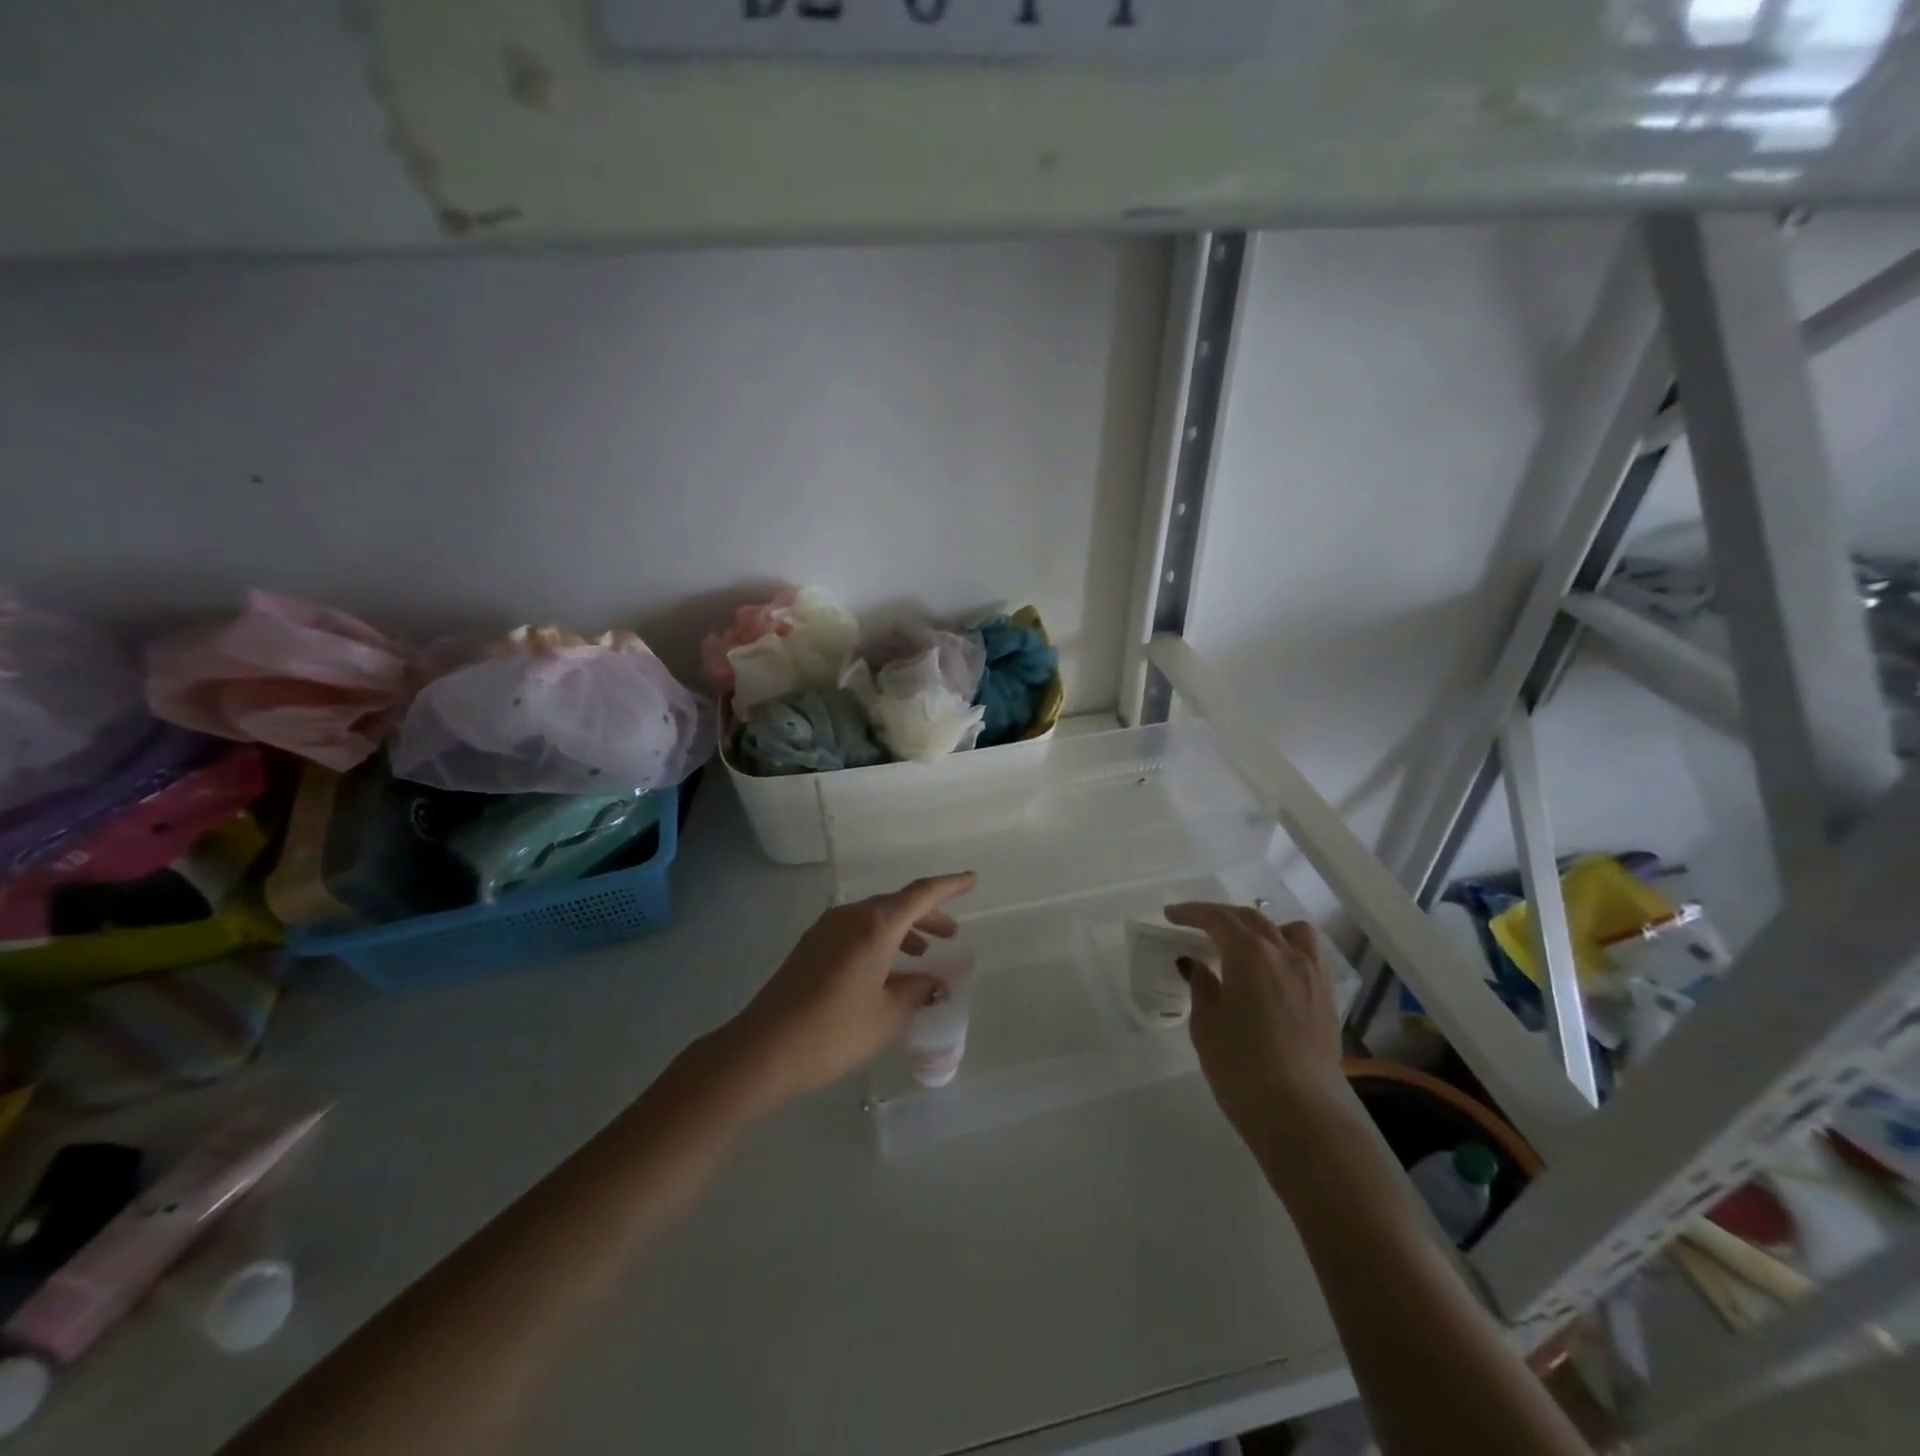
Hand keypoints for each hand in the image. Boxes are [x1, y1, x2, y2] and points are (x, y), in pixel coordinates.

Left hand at [723, 873, 976, 1110]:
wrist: (763, 1049)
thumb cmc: (834, 1031)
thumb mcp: (887, 1015)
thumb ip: (917, 991)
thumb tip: (935, 981)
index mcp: (875, 925)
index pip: (921, 894)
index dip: (950, 886)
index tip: (973, 880)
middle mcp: (851, 916)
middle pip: (897, 904)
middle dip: (928, 916)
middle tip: (951, 935)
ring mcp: (826, 928)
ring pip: (875, 916)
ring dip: (903, 929)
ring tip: (922, 954)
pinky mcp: (811, 945)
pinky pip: (856, 930)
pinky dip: (880, 939)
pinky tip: (885, 969)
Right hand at [1164, 903, 1350, 1145]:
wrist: (1302, 1114)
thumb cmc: (1242, 1067)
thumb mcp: (1207, 1024)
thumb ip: (1201, 985)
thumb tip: (1195, 964)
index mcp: (1250, 953)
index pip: (1218, 919)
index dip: (1192, 913)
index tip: (1170, 915)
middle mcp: (1285, 953)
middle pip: (1252, 919)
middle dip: (1221, 917)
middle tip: (1196, 925)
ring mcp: (1312, 974)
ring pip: (1290, 931)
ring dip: (1263, 929)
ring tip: (1245, 945)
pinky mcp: (1326, 998)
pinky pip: (1307, 956)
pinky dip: (1286, 950)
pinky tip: (1272, 973)